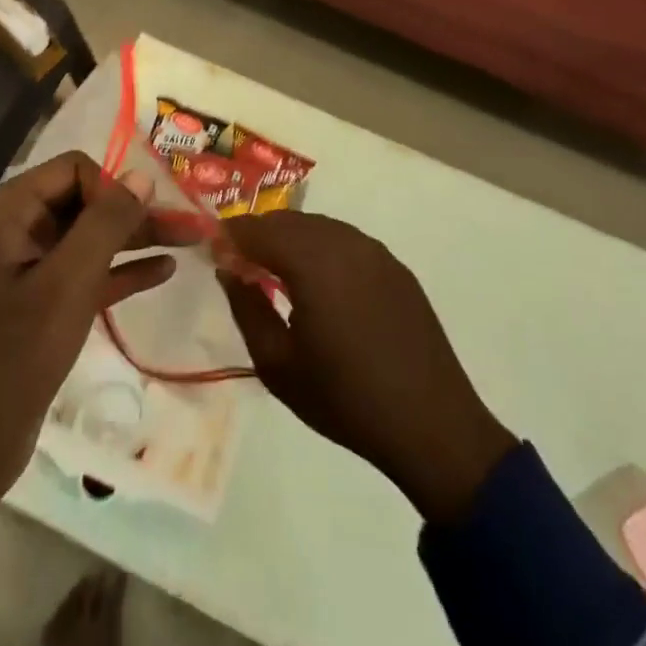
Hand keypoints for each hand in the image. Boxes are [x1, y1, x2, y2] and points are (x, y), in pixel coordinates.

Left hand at [0, 152, 187, 536]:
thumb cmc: (13, 355)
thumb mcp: (67, 284)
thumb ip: (106, 224)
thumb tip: (141, 175)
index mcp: (11, 212)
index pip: (74, 170)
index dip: (112, 187)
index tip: (143, 218)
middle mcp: (19, 229)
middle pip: (87, 201)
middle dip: (135, 211)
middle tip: (188, 223)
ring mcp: (31, 268)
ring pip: (93, 237)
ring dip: (137, 237)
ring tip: (189, 240)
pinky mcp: (44, 304)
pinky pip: (90, 272)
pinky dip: (124, 269)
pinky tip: (164, 270)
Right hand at [220, 211, 516, 524]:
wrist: (431, 425)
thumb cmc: (345, 400)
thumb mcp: (278, 366)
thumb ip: (247, 309)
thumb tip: (229, 271)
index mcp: (313, 262)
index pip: (258, 229)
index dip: (231, 236)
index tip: (213, 251)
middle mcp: (344, 242)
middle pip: (289, 220)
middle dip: (260, 233)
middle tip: (240, 261)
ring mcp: (374, 251)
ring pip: (319, 226)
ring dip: (291, 238)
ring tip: (276, 270)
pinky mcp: (395, 266)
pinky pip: (346, 240)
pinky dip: (322, 247)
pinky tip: (319, 281)